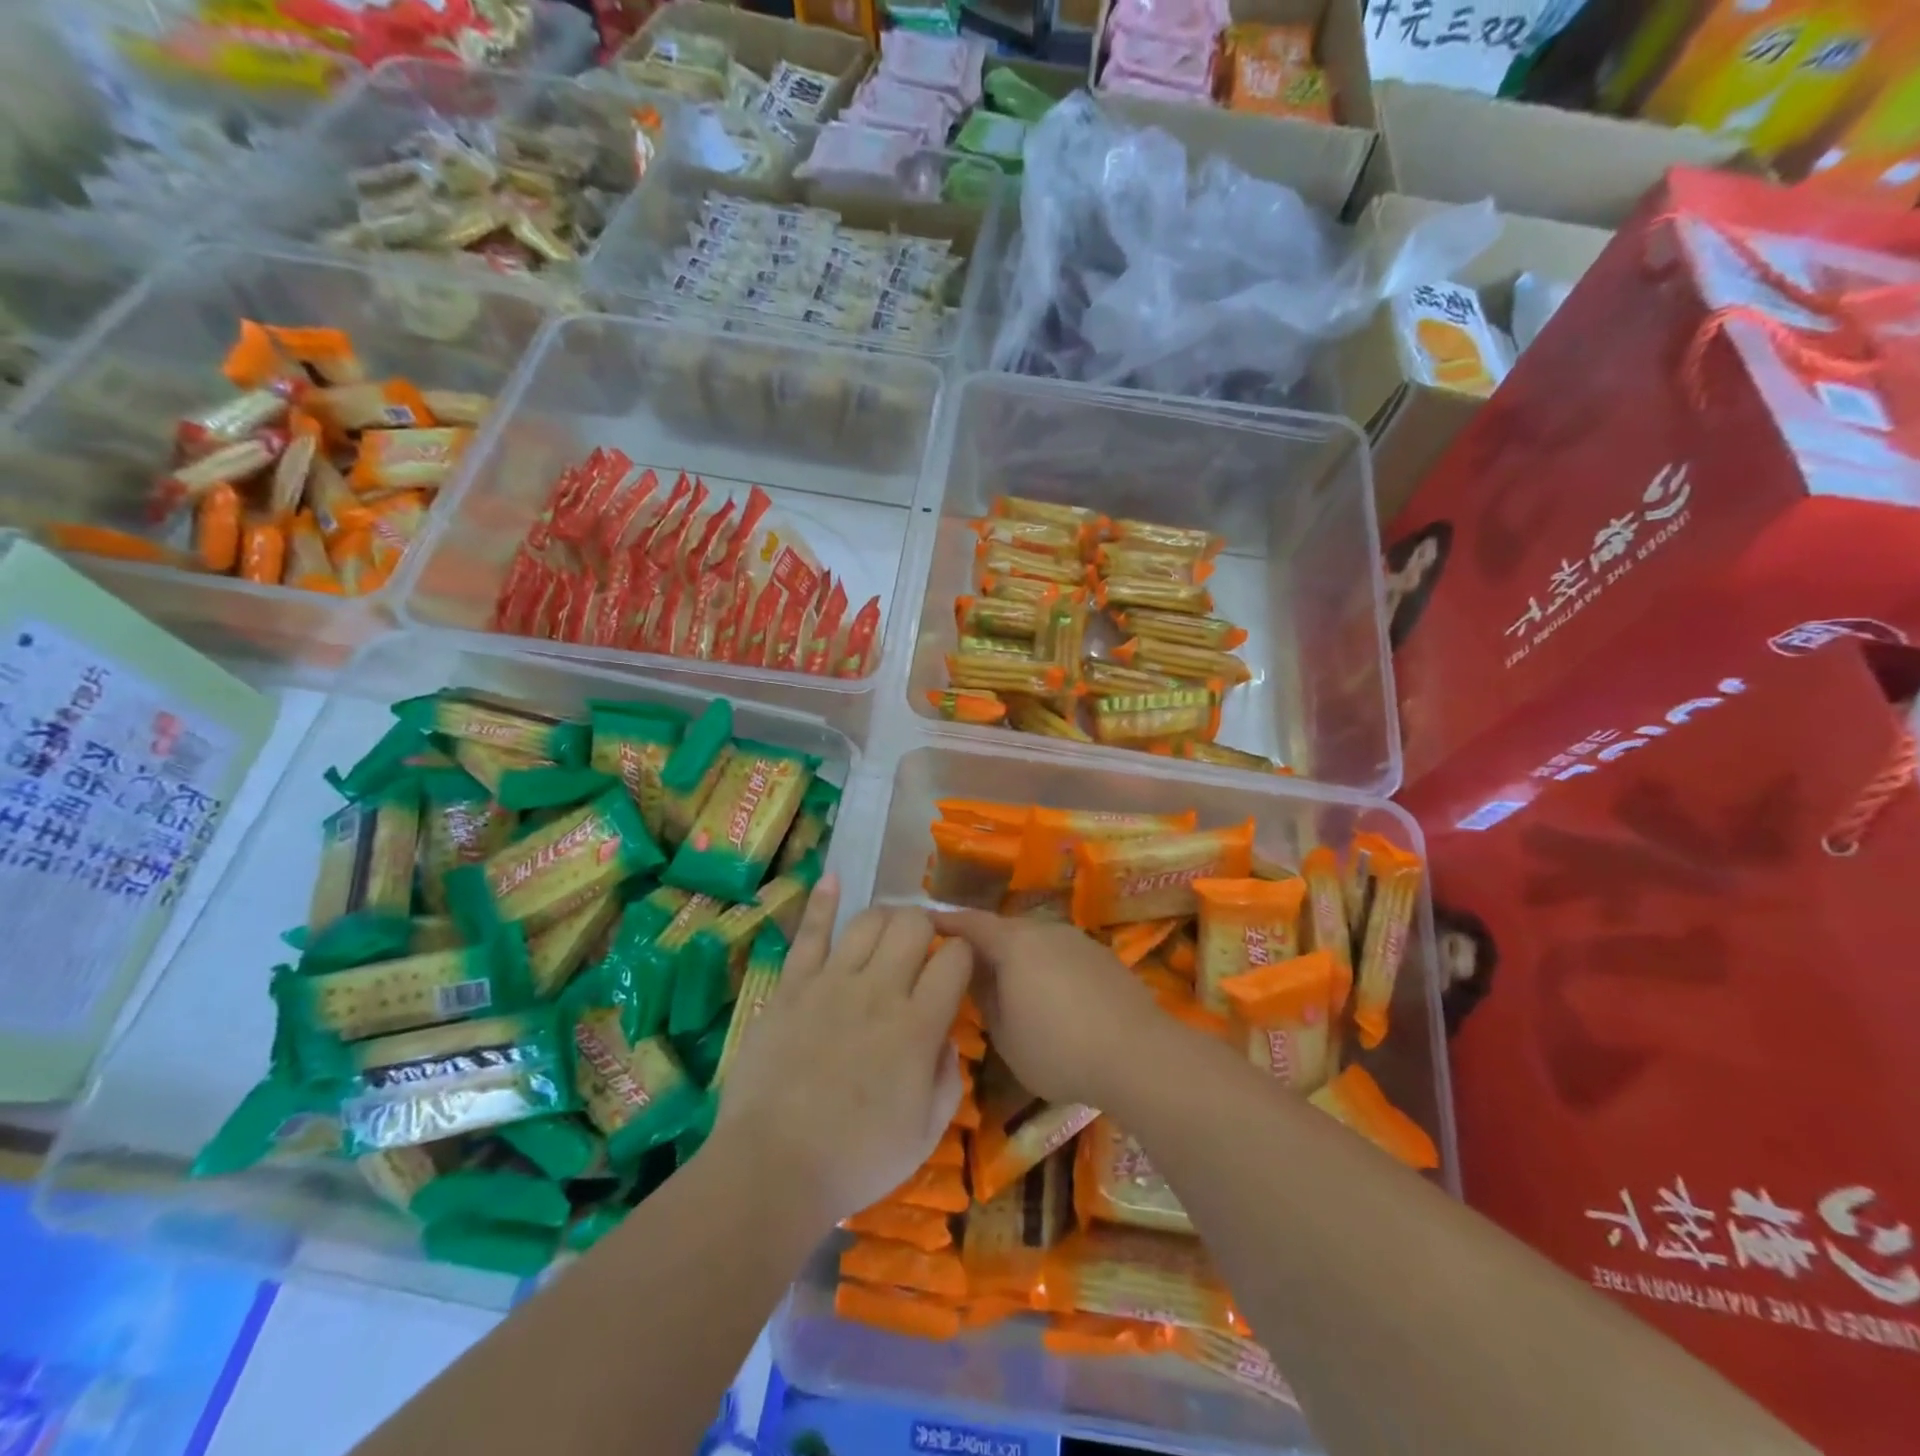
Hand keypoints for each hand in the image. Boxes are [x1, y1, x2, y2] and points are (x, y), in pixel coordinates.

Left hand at [714, 877, 969, 1231]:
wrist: (773, 1168)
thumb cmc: (857, 1159)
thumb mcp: (926, 1133)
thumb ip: (948, 1077)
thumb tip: (947, 1036)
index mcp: (918, 1025)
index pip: (955, 958)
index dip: (964, 953)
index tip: (959, 964)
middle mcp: (880, 990)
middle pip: (913, 924)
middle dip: (926, 926)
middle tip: (922, 947)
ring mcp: (831, 982)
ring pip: (868, 920)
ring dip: (886, 917)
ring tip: (888, 931)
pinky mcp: (791, 985)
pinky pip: (808, 933)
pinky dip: (823, 902)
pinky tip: (834, 878)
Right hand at [929, 910, 1165, 1107]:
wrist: (1138, 1055)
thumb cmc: (1059, 1049)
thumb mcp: (1005, 1035)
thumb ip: (984, 998)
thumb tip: (975, 976)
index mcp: (1014, 943)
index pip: (970, 923)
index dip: (946, 923)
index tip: (923, 924)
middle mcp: (1044, 930)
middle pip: (1003, 929)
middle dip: (981, 943)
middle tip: (963, 965)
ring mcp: (1077, 940)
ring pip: (1034, 941)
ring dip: (1015, 956)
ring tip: (1004, 983)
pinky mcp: (1102, 957)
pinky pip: (1059, 954)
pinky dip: (1043, 967)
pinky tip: (1047, 996)